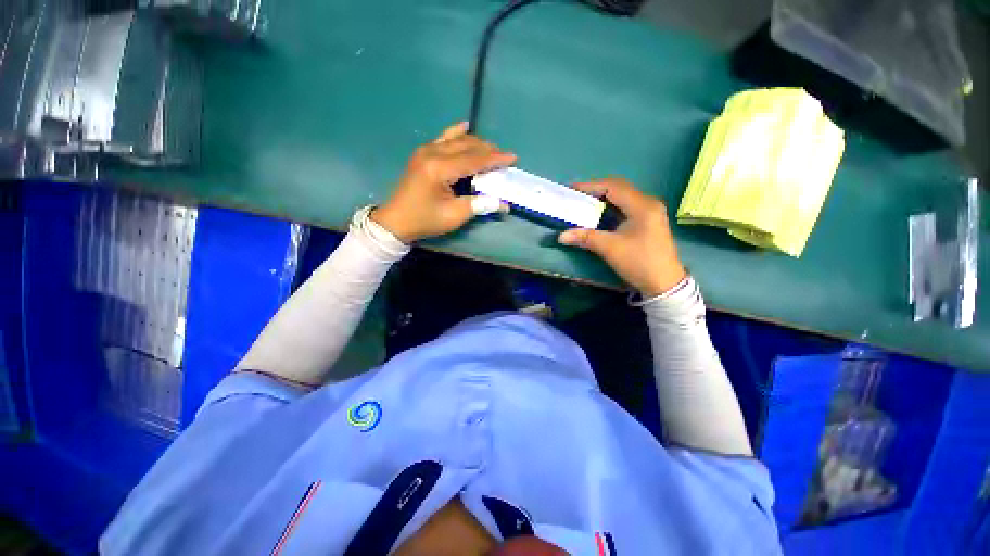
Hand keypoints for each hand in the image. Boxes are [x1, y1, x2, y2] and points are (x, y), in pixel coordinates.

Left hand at [371, 122, 516, 242]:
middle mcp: (432, 153)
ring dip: (476, 143)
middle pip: (467, 145)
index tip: (513, 158)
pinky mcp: (422, 154)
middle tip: (505, 158)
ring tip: (491, 150)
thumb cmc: (425, 220)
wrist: (396, 221)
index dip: (495, 159)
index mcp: (440, 168)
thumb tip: (503, 203)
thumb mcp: (454, 216)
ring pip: (456, 140)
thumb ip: (479, 205)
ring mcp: (425, 151)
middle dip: (488, 150)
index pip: (474, 159)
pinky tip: (465, 126)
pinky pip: (443, 138)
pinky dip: (457, 134)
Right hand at [558, 178, 686, 296]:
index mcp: (642, 206)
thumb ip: (585, 238)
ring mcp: (650, 212)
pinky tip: (599, 212)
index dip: (591, 186)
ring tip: (584, 201)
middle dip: (596, 190)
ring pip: (623, 197)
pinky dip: (610, 206)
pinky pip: (626, 206)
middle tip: (576, 194)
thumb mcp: (610, 248)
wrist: (664, 283)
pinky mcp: (648, 221)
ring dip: (603, 197)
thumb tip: (561, 236)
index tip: (571, 189)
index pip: (613, 187)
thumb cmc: (639, 262)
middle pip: (619, 188)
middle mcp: (648, 203)